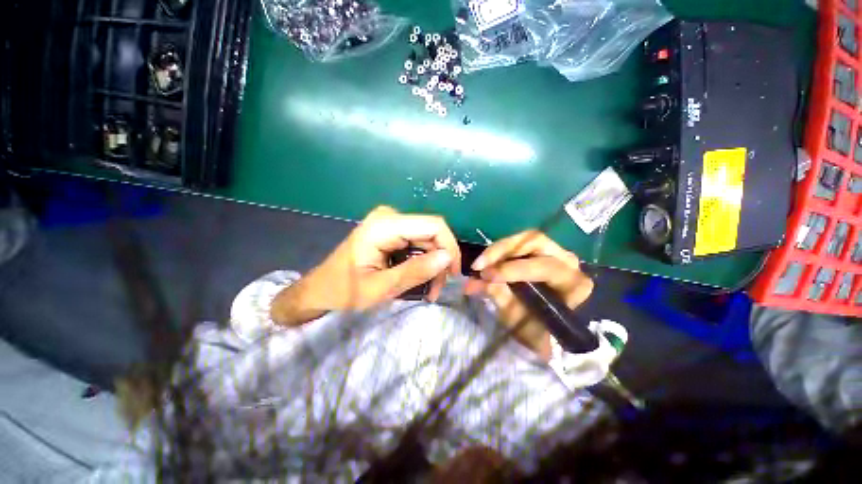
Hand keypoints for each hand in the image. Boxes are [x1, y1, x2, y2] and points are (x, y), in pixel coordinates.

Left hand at [271, 206, 460, 325]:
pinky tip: (422, 280)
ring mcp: (390, 223)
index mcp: (384, 225)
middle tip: (438, 289)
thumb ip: (415, 272)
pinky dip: (424, 262)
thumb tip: (448, 258)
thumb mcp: (380, 288)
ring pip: (428, 240)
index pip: (432, 225)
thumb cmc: (344, 290)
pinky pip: (418, 244)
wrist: (320, 288)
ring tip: (430, 290)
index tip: (453, 274)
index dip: (450, 247)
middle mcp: (390, 217)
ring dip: (433, 264)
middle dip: (441, 261)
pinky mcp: (392, 232)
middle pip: (432, 233)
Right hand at [464, 230, 593, 359]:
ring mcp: (555, 252)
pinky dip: (499, 252)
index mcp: (572, 282)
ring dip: (498, 250)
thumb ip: (499, 296)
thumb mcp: (518, 319)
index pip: (544, 267)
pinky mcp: (539, 251)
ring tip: (479, 264)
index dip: (513, 269)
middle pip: (534, 242)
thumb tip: (475, 282)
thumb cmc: (538, 330)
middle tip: (479, 265)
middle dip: (502, 251)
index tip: (486, 276)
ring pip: (524, 239)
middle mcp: (567, 261)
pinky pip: (518, 245)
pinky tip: (486, 262)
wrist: (549, 333)